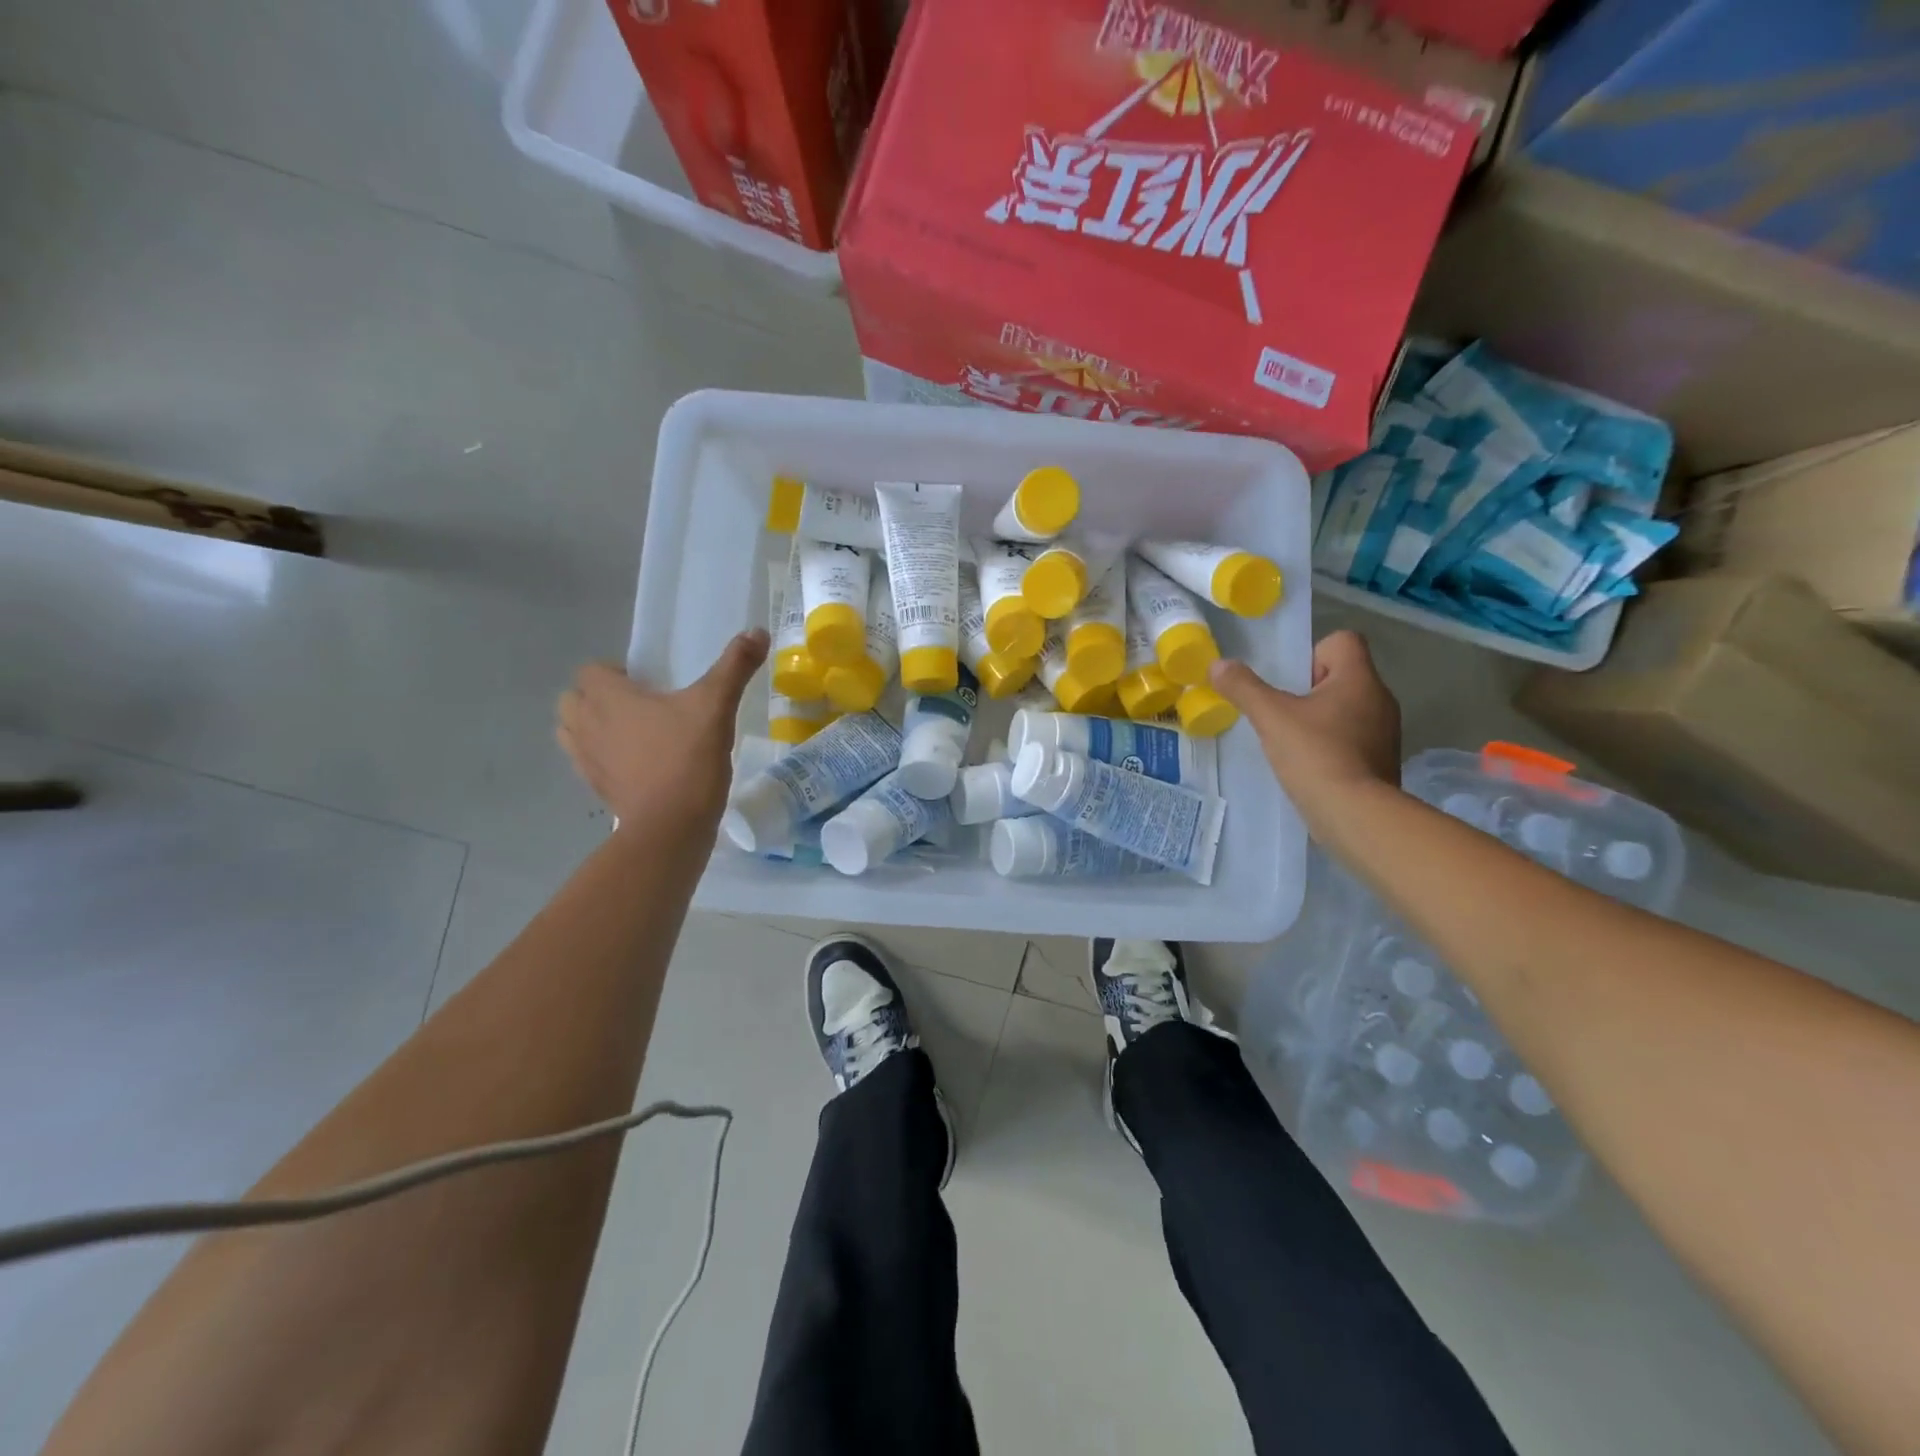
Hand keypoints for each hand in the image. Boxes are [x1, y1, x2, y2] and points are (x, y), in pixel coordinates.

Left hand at [556, 629, 768, 827]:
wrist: (671, 827)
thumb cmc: (688, 758)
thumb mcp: (716, 706)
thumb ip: (734, 667)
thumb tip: (757, 631)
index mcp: (607, 697)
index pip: (591, 670)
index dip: (615, 672)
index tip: (649, 683)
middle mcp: (587, 724)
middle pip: (574, 700)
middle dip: (599, 698)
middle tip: (640, 706)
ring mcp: (587, 760)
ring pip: (573, 732)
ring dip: (595, 727)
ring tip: (634, 734)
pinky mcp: (596, 789)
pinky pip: (588, 763)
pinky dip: (604, 758)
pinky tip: (639, 764)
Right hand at [1208, 629, 1401, 826]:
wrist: (1356, 815)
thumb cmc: (1315, 755)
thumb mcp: (1271, 717)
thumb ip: (1243, 688)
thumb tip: (1218, 664)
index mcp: (1359, 679)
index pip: (1343, 641)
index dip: (1312, 653)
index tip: (1291, 683)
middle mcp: (1380, 699)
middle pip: (1341, 675)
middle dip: (1309, 690)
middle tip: (1282, 714)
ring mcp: (1385, 732)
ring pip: (1347, 709)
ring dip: (1320, 719)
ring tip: (1293, 743)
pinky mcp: (1382, 761)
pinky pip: (1353, 739)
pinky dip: (1332, 746)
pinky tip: (1310, 766)